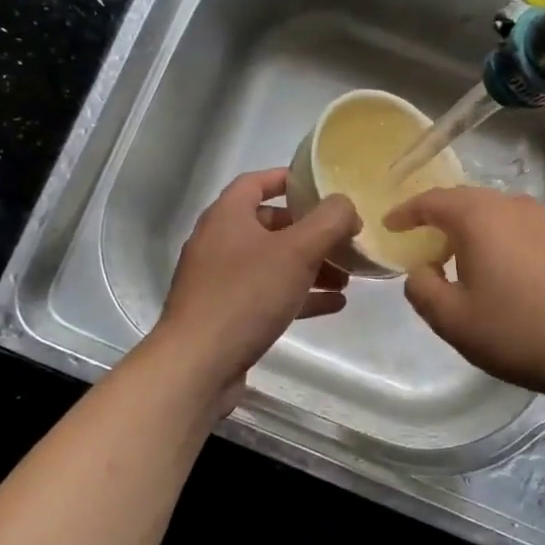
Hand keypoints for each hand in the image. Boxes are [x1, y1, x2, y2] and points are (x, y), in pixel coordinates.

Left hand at [155, 168, 359, 394]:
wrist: (197, 364)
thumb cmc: (246, 296)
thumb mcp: (297, 251)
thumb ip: (329, 221)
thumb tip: (346, 206)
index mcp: (227, 216)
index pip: (256, 182)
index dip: (288, 180)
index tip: (321, 187)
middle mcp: (219, 242)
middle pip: (270, 225)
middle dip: (310, 232)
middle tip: (344, 241)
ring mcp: (220, 281)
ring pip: (272, 263)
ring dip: (310, 267)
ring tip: (346, 278)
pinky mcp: (226, 314)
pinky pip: (268, 295)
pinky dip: (299, 295)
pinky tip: (333, 305)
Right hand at [385, 187, 544, 406]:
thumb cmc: (517, 331)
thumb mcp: (453, 319)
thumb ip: (422, 289)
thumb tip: (420, 270)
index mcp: (479, 217)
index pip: (431, 201)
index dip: (405, 212)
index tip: (389, 226)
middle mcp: (511, 206)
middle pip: (463, 201)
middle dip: (436, 217)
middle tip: (417, 241)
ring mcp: (542, 220)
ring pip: (491, 212)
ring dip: (466, 228)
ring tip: (451, 255)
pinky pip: (514, 226)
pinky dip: (493, 237)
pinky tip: (492, 266)